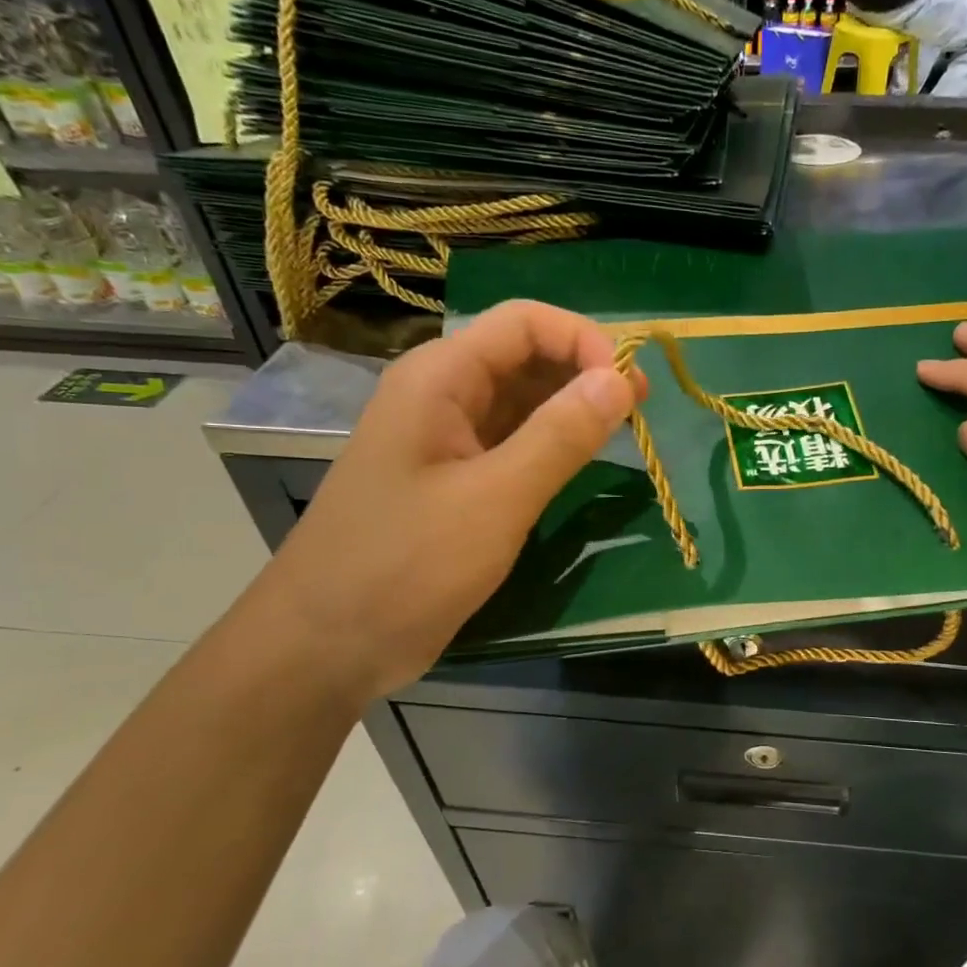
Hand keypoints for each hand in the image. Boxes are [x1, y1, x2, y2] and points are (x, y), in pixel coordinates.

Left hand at [250, 301, 638, 701]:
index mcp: (440, 379)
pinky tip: (582, 462)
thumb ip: (560, 437)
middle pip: (525, 356)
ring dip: (572, 409)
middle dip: (584, 372)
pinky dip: (551, 445)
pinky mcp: (455, 481)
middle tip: (640, 411)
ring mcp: (447, 440)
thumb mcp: (494, 500)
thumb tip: (620, 380)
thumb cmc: (405, 565)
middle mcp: (442, 396)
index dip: (583, 340)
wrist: (326, 644)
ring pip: (521, 402)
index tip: (630, 387)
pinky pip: (511, 443)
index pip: (524, 323)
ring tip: (623, 433)